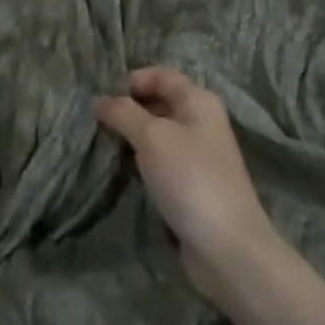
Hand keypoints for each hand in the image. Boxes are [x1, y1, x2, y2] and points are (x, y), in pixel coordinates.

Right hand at [95, 68, 275, 302]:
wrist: (228, 248)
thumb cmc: (191, 179)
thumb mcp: (152, 137)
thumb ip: (123, 113)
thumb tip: (98, 100)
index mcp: (199, 102)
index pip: (161, 75)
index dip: (132, 80)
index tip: (102, 97)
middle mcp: (201, 123)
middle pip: (159, 102)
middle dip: (128, 108)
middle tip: (96, 121)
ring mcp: (198, 156)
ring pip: (158, 134)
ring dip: (132, 136)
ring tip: (103, 143)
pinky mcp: (192, 185)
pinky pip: (161, 161)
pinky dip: (141, 161)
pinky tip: (123, 169)